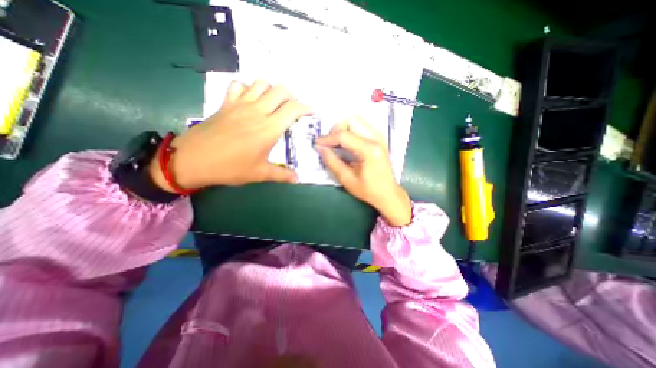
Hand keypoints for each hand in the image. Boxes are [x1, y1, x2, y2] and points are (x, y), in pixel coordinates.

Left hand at [149, 80, 311, 188]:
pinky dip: (248, 89)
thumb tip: (297, 179)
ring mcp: (240, 105)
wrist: (193, 160)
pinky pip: (238, 86)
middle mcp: (257, 111)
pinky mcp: (226, 104)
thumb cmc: (230, 168)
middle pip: (280, 90)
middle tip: (292, 109)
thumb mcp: (259, 174)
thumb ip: (281, 175)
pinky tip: (250, 101)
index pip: (292, 109)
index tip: (311, 112)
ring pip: (261, 84)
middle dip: (291, 97)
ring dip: (271, 90)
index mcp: (269, 129)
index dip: (305, 108)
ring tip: (274, 104)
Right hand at [312, 118, 407, 226]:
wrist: (387, 193)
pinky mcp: (380, 138)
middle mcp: (376, 138)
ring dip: (344, 129)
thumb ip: (332, 162)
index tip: (317, 144)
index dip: (327, 138)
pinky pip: (362, 126)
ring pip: (357, 120)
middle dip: (336, 129)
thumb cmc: (368, 190)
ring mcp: (380, 136)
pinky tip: (347, 143)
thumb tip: (320, 148)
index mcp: (369, 150)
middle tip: (330, 143)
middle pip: (351, 120)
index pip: (344, 136)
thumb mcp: (347, 179)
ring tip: (337, 143)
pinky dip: (351, 130)